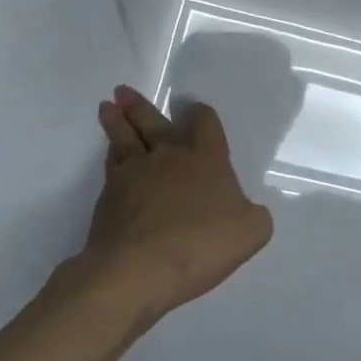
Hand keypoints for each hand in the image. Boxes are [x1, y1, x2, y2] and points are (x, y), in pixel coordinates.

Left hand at [67, 84, 272, 322]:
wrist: (138, 270)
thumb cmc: (201, 244)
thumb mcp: (251, 232)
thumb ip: (253, 215)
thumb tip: (245, 210)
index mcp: (206, 157)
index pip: (203, 122)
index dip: (200, 114)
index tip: (193, 110)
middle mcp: (168, 156)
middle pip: (153, 121)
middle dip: (140, 106)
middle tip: (122, 91)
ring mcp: (134, 174)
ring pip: (124, 138)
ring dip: (117, 121)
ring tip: (107, 107)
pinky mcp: (108, 198)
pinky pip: (111, 166)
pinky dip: (110, 155)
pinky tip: (110, 153)